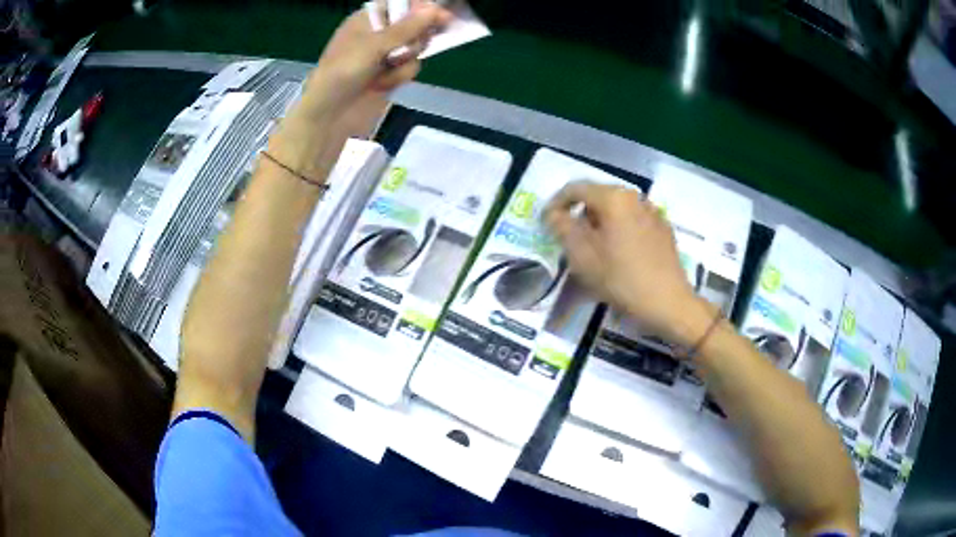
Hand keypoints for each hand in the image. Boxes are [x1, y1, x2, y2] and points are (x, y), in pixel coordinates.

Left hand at [298, 1, 451, 135]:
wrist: (330, 115)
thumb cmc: (343, 72)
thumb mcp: (374, 45)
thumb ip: (407, 28)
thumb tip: (434, 9)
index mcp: (367, 20)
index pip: (400, 4)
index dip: (420, 7)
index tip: (441, 14)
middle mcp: (378, 34)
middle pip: (414, 24)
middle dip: (416, 36)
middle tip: (411, 46)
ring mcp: (385, 55)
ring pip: (416, 47)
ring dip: (406, 59)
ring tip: (388, 69)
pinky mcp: (390, 74)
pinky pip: (411, 67)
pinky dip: (400, 76)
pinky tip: (383, 84)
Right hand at [545, 182, 713, 347]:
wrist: (668, 303)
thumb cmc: (621, 279)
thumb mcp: (582, 256)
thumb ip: (562, 228)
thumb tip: (554, 213)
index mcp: (613, 198)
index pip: (575, 188)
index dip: (556, 203)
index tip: (547, 223)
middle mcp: (635, 197)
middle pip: (598, 196)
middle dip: (580, 214)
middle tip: (569, 239)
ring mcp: (653, 212)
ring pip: (617, 210)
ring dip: (601, 223)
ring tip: (595, 249)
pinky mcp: (664, 229)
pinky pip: (634, 221)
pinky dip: (620, 231)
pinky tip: (620, 255)